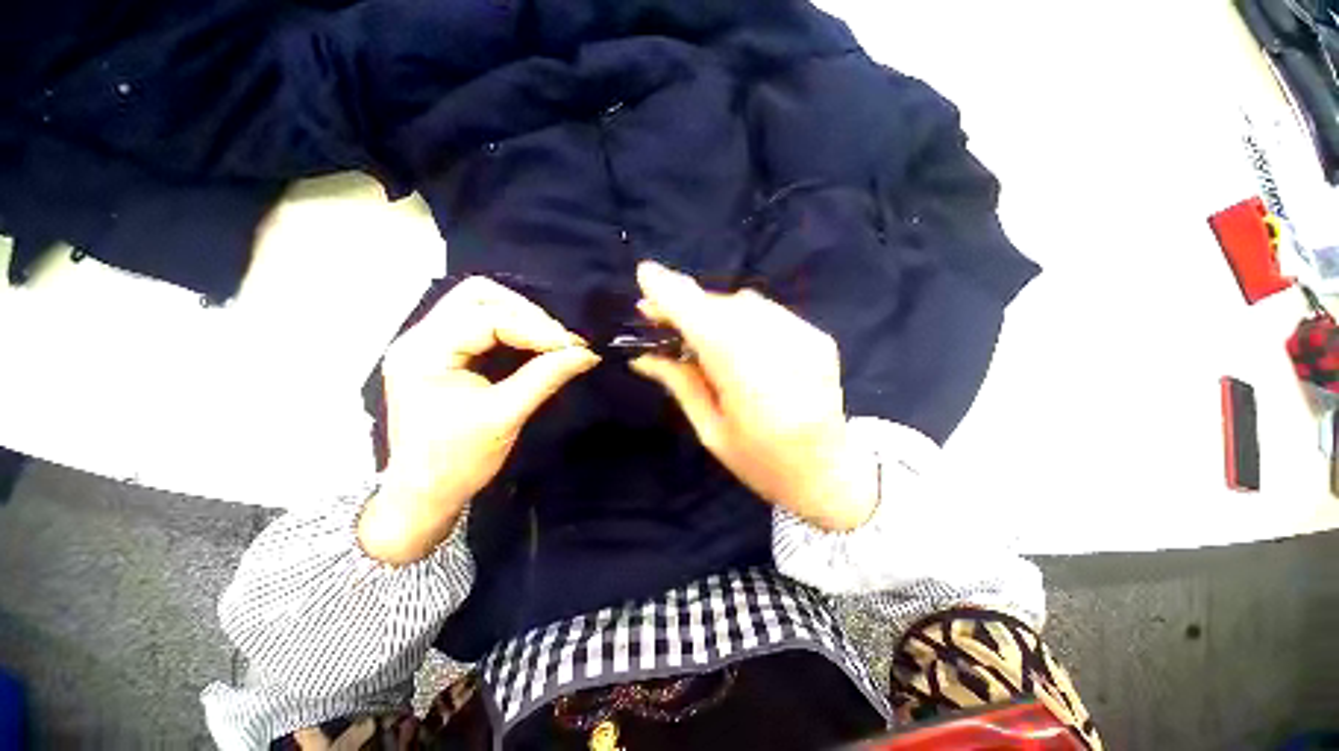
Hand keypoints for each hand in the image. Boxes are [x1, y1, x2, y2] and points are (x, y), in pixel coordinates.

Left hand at [358, 277, 599, 564]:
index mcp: (424, 353)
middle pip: (477, 296)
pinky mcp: (442, 353)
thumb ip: (546, 377)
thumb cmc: (458, 462)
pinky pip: (481, 323)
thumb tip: (586, 354)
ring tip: (550, 341)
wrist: (424, 494)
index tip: (571, 346)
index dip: (535, 328)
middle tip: (558, 340)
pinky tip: (533, 345)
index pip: (486, 318)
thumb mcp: (505, 417)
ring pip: (479, 304)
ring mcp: (428, 343)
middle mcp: (419, 338)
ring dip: (521, 318)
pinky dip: (513, 329)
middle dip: (526, 313)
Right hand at [630, 262, 876, 530]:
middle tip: (659, 316)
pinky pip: (766, 311)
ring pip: (743, 304)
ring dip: (711, 311)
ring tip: (695, 334)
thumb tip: (643, 355)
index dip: (673, 296)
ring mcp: (808, 340)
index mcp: (753, 388)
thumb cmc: (762, 464)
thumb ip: (680, 385)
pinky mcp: (819, 336)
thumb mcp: (711, 432)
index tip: (644, 274)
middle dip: (686, 305)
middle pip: (723, 308)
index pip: (706, 325)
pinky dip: (739, 317)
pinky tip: (732, 338)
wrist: (831, 473)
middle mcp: (785, 353)